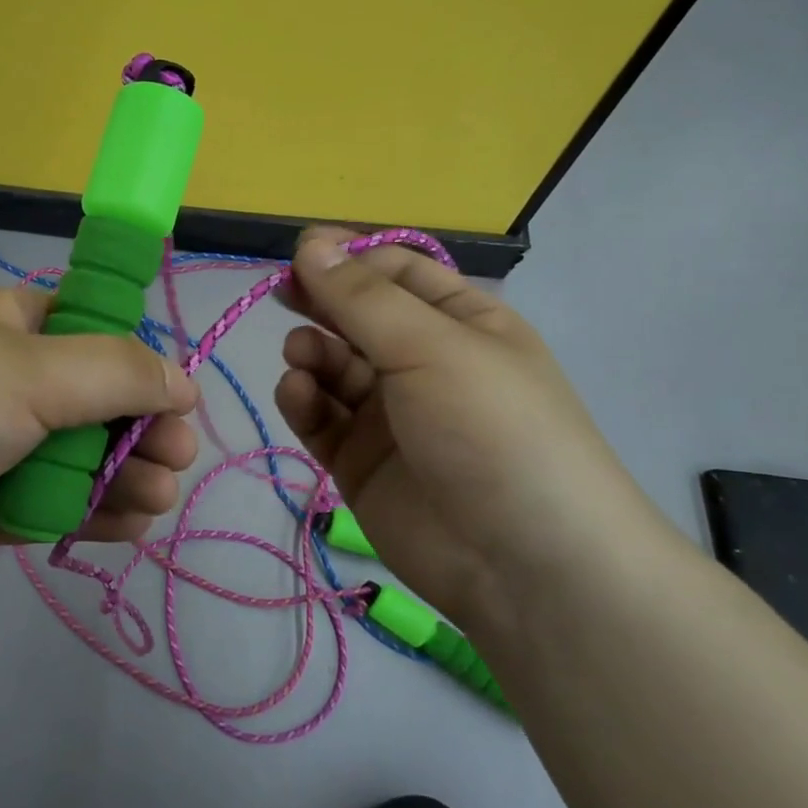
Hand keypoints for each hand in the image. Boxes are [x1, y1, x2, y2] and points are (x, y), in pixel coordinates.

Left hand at [0, 285, 198, 590]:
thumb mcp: (33, 370)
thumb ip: (116, 373)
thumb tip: (183, 382)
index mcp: (10, 323)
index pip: (92, 333)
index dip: (137, 364)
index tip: (174, 399)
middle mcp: (3, 378)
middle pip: (92, 401)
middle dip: (139, 430)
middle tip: (176, 458)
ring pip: (76, 457)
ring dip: (122, 476)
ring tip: (158, 498)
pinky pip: (49, 501)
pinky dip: (88, 513)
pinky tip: (129, 526)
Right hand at [274, 227, 650, 626]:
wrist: (524, 565)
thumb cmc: (490, 428)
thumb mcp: (430, 346)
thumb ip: (361, 298)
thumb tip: (310, 243)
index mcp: (461, 323)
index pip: (396, 272)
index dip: (349, 258)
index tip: (299, 252)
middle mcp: (424, 363)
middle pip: (358, 317)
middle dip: (321, 303)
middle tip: (283, 296)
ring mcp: (389, 415)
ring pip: (333, 367)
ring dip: (311, 353)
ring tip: (302, 357)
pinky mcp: (360, 462)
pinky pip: (320, 418)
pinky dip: (303, 400)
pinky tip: (298, 393)